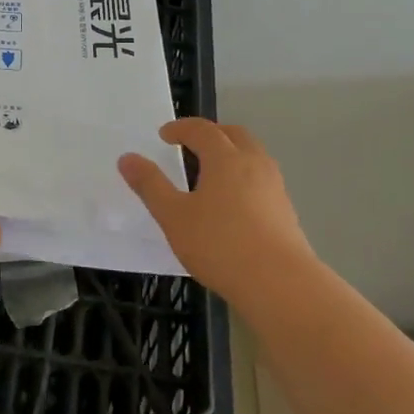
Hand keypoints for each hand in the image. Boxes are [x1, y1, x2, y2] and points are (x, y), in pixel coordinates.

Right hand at [119, 118, 312, 303]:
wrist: (281, 285)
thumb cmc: (220, 245)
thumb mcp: (174, 216)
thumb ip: (150, 185)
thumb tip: (127, 157)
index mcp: (225, 158)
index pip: (202, 130)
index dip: (181, 128)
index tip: (164, 135)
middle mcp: (253, 163)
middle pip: (234, 134)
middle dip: (211, 134)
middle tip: (191, 145)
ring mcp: (274, 186)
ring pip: (252, 155)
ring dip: (231, 153)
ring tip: (211, 173)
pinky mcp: (286, 210)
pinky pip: (261, 178)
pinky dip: (244, 176)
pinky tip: (232, 203)